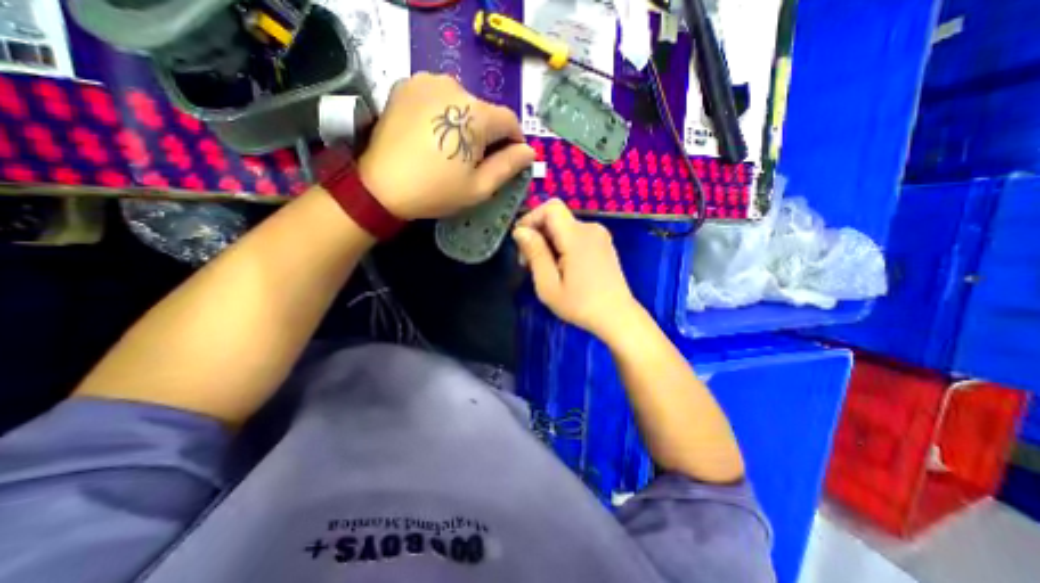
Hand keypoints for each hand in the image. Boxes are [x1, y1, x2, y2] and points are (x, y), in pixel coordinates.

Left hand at [360, 74, 536, 218]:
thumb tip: (529, 151)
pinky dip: (443, 113)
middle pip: (485, 111)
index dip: (514, 141)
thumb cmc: (436, 191)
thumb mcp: (479, 187)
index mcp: (476, 114)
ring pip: (462, 102)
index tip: (509, 159)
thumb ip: (509, 166)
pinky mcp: (406, 84)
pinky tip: (433, 134)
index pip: (510, 121)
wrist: (381, 186)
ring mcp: (426, 81)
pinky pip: (438, 96)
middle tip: (475, 160)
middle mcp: (454, 86)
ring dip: (465, 122)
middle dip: (488, 134)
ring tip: (451, 148)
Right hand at [510, 199, 642, 338]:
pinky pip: (576, 235)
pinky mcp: (603, 244)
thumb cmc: (580, 305)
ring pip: (564, 228)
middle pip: (556, 218)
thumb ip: (535, 253)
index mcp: (577, 236)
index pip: (551, 207)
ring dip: (549, 242)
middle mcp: (591, 228)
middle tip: (529, 264)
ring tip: (545, 269)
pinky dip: (562, 245)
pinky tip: (561, 268)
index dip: (531, 218)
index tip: (521, 242)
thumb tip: (520, 231)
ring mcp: (600, 235)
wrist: (617, 317)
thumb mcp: (548, 284)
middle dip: (537, 235)